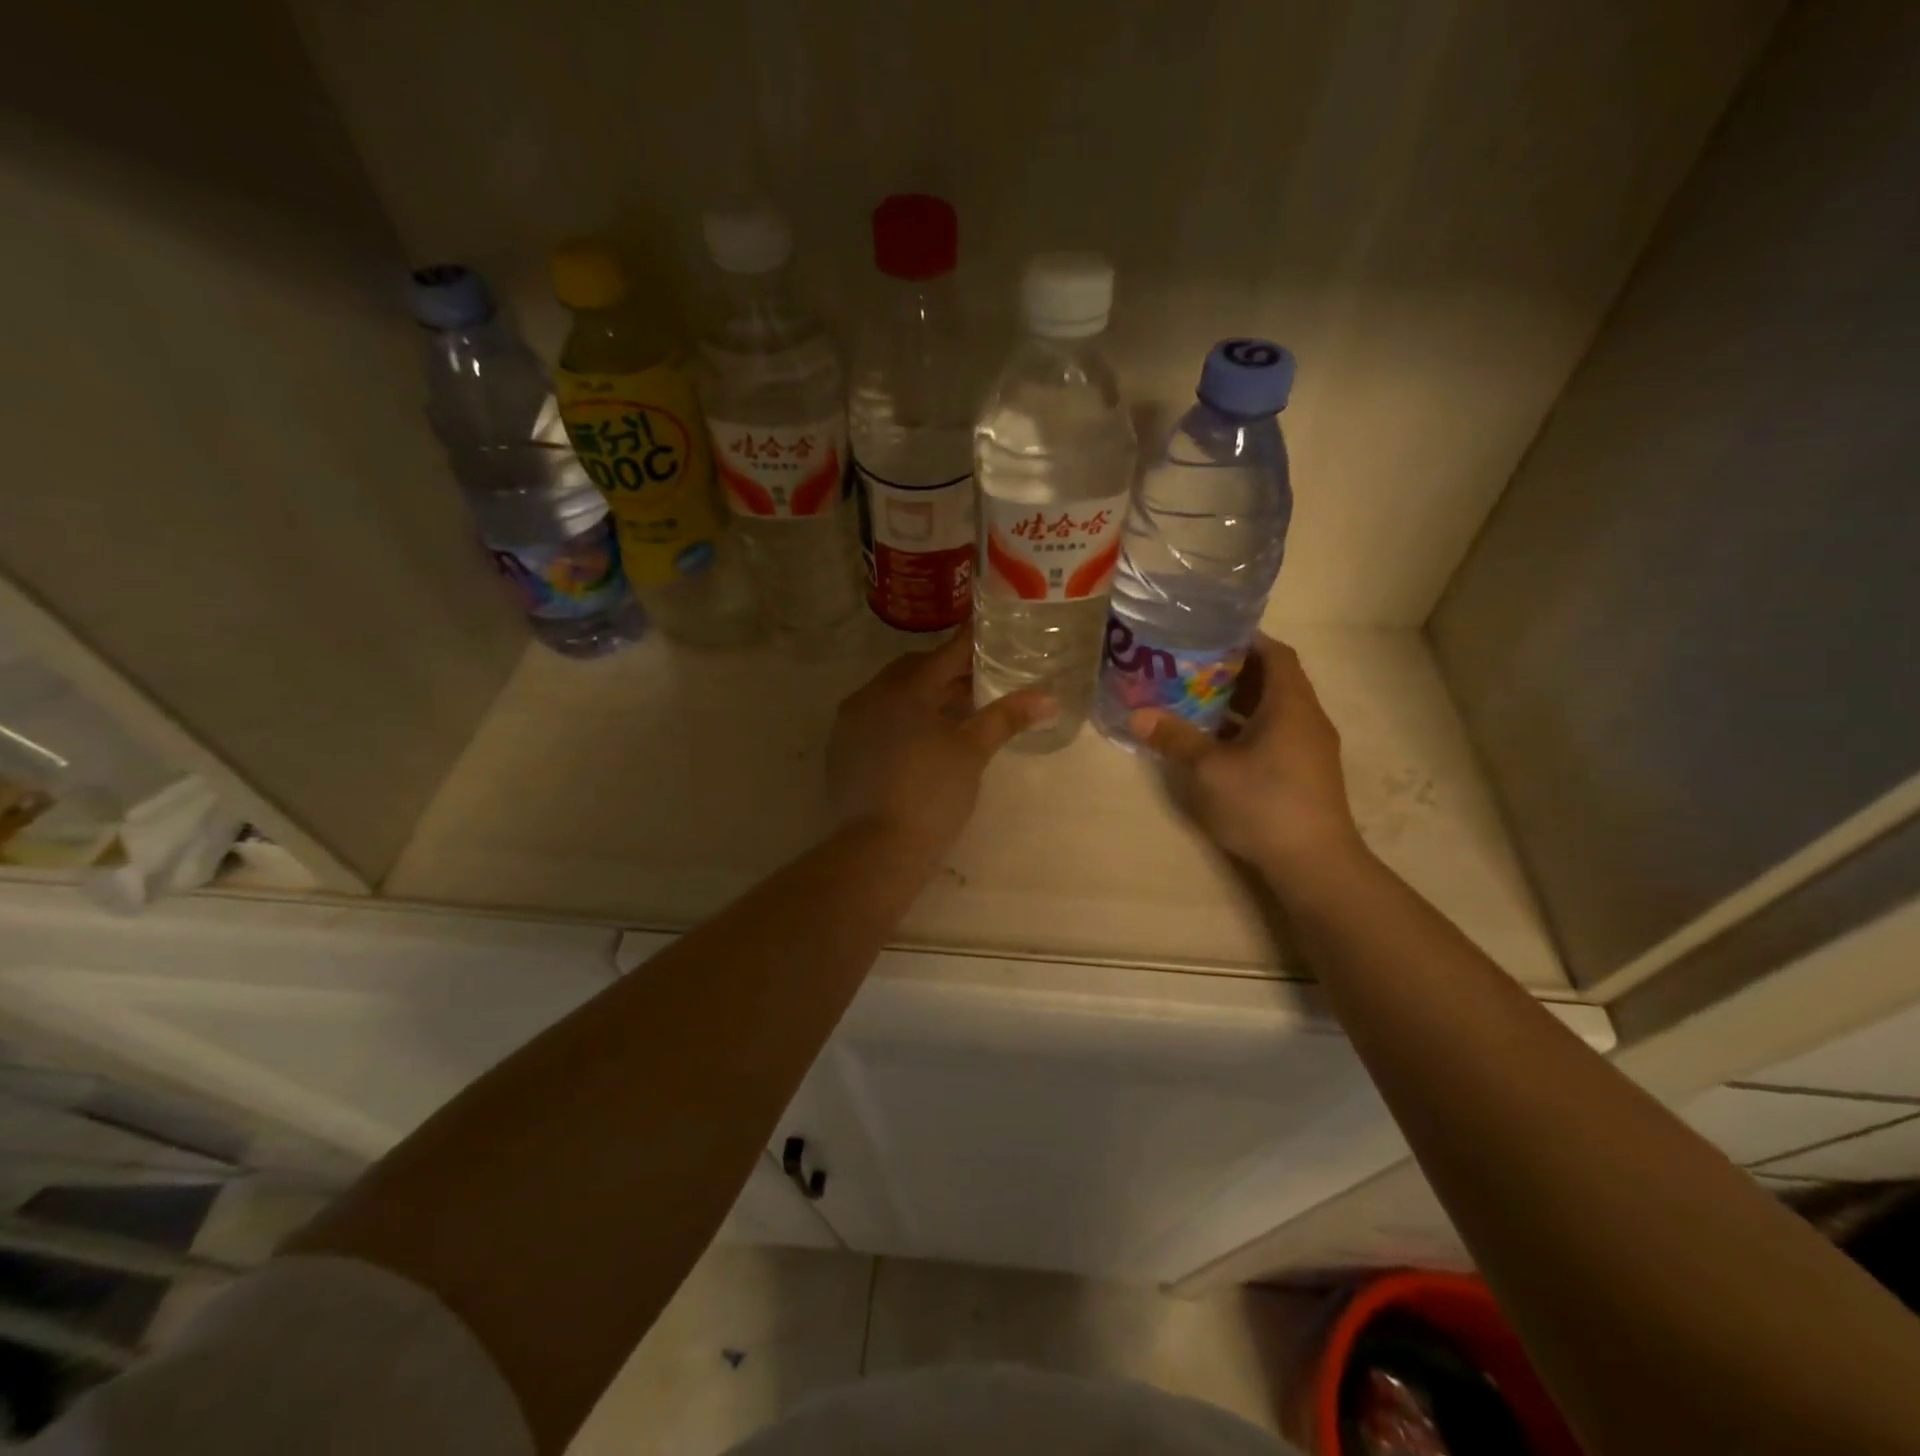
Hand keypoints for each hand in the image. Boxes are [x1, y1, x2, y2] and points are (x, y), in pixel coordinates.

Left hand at [827, 633, 1054, 855]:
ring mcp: (850, 722)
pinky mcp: (842, 749)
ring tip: (955, 712)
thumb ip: (1006, 717)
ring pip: (893, 695)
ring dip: (923, 696)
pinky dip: (900, 719)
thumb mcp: (973, 752)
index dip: (972, 644)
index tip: (992, 634)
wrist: (878, 848)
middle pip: (915, 671)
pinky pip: (875, 719)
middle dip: (948, 672)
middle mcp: (871, 695)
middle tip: (980, 681)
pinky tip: (921, 740)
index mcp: (904, 688)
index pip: (945, 654)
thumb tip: (1046, 697)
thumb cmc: (932, 793)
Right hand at [1129, 634, 1367, 891]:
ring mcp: (1311, 748)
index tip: (1209, 636)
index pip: (1276, 653)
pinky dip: (1248, 728)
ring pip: (1274, 710)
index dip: (1246, 639)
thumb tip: (1138, 715)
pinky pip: (1276, 734)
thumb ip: (1176, 738)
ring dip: (1239, 702)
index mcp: (1291, 704)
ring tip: (1196, 700)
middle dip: (1234, 671)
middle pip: (1274, 679)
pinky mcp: (1307, 773)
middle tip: (1191, 668)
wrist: (1314, 863)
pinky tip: (1218, 743)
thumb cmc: (1263, 804)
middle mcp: (1307, 718)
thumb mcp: (1210, 769)